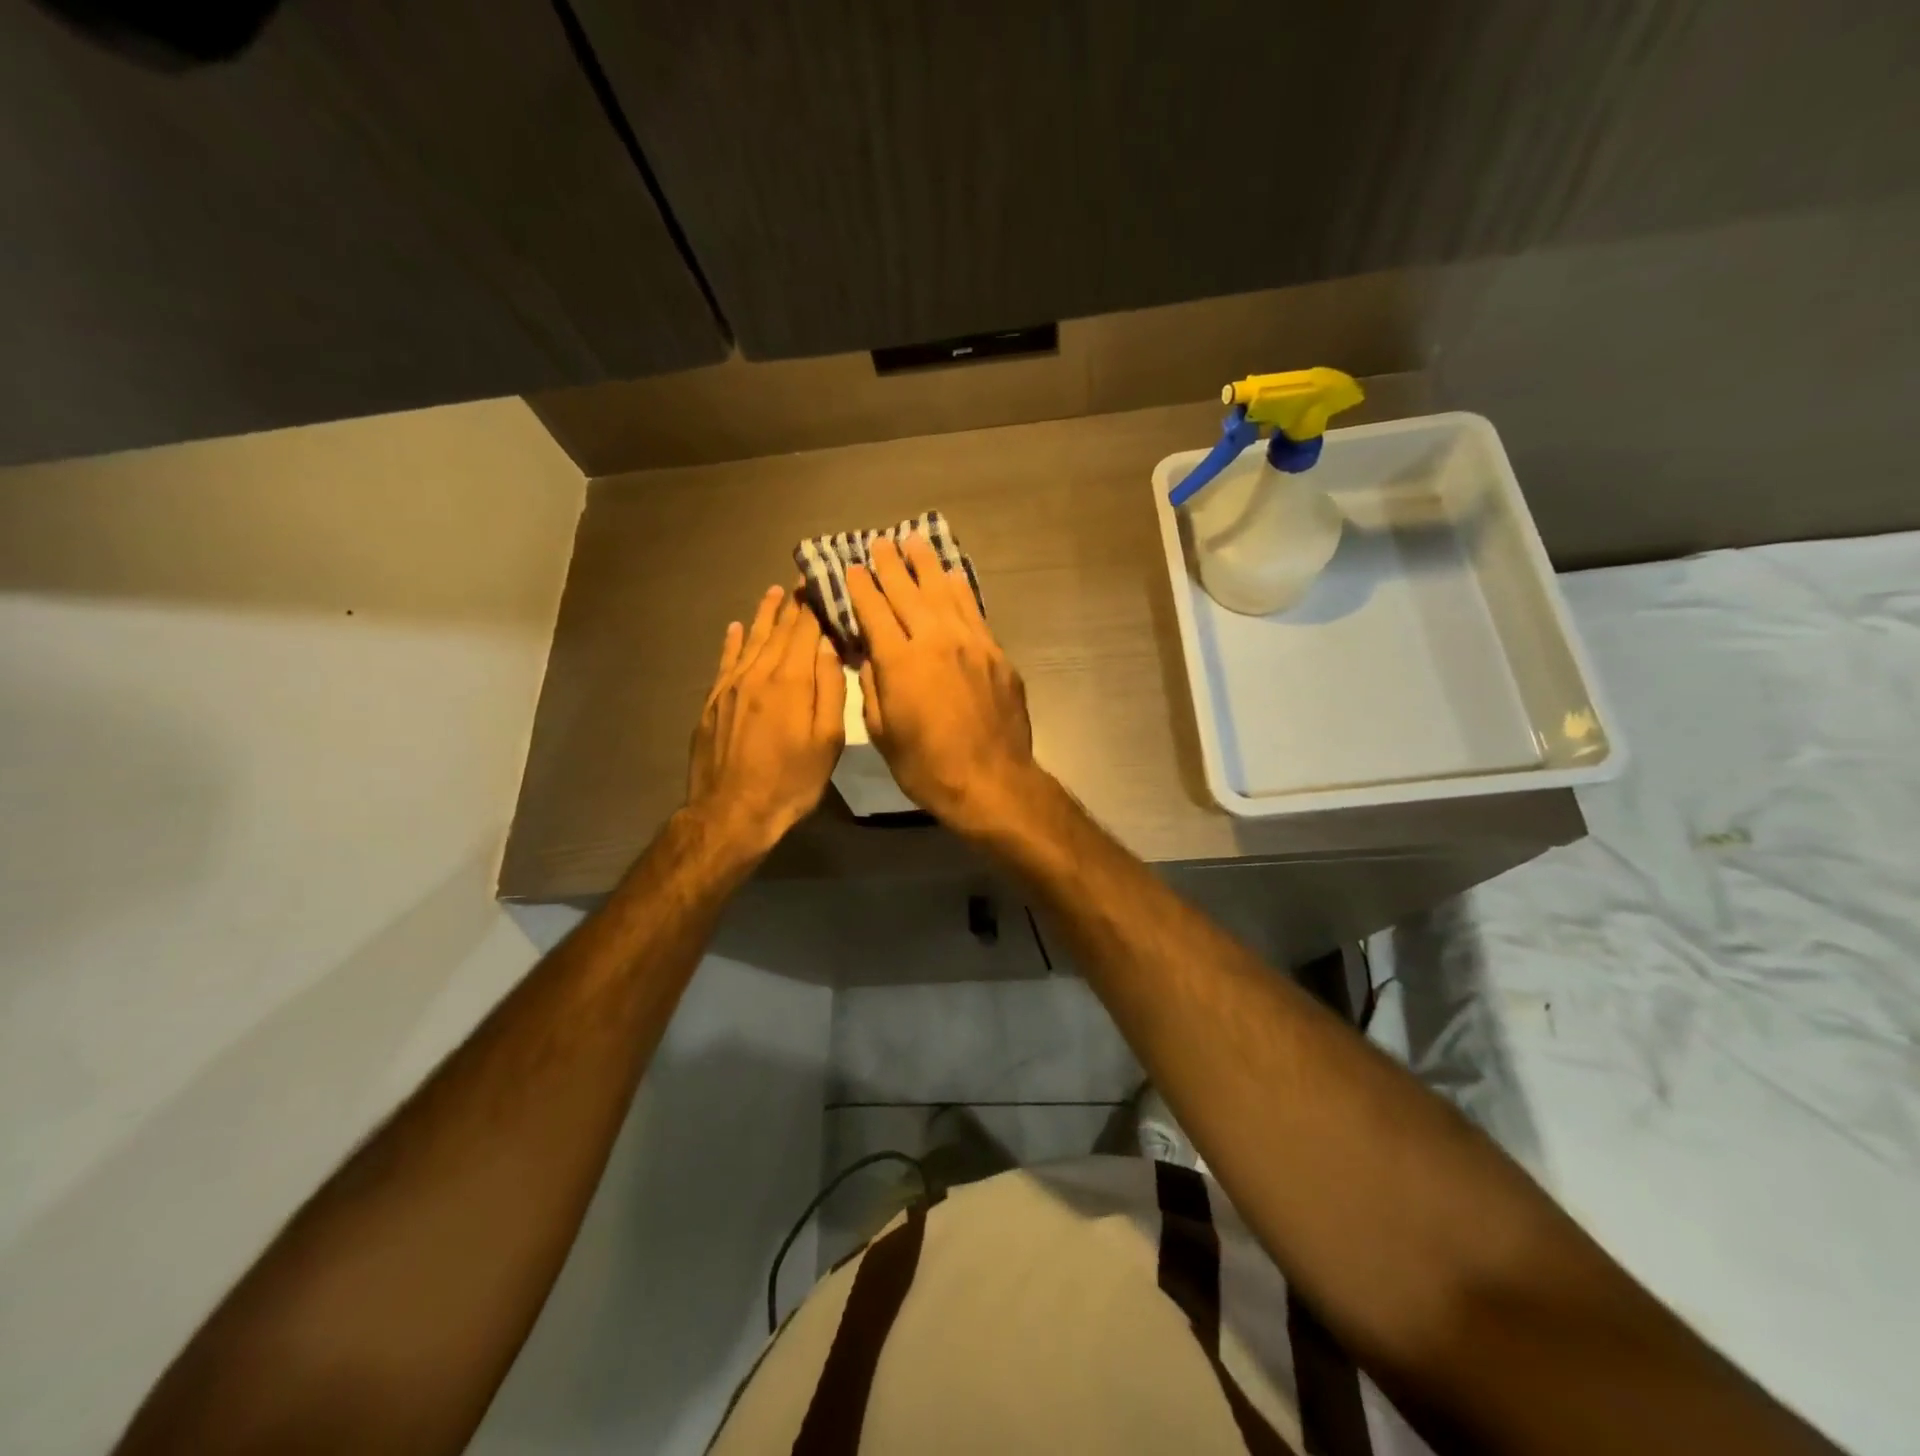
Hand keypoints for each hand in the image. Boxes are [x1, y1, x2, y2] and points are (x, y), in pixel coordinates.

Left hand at [686, 584, 846, 857]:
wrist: (731, 812)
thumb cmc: (790, 781)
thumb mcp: (826, 741)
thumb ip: (830, 690)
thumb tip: (828, 648)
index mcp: (790, 681)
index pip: (805, 631)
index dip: (815, 606)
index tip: (822, 582)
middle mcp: (758, 673)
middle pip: (778, 630)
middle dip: (793, 604)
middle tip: (802, 580)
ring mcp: (731, 686)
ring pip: (752, 640)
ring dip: (765, 615)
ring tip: (775, 592)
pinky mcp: (714, 701)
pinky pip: (726, 660)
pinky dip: (734, 641)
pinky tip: (737, 627)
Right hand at [845, 534, 1040, 835]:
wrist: (992, 781)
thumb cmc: (928, 767)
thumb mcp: (883, 734)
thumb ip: (872, 687)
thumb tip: (870, 656)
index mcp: (900, 662)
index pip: (875, 612)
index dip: (861, 588)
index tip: (852, 567)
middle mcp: (935, 641)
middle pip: (909, 592)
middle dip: (891, 565)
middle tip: (880, 542)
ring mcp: (971, 644)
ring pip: (945, 593)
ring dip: (927, 565)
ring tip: (914, 542)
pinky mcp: (996, 654)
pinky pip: (973, 611)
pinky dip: (959, 590)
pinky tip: (952, 577)